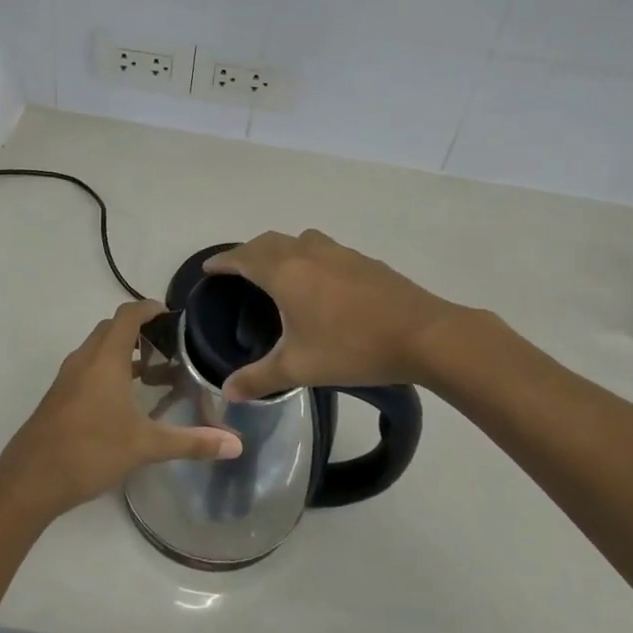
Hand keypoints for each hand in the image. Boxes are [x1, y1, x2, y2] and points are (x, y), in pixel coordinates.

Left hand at [0, 300, 242, 521]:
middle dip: (141, 331)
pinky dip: (110, 371)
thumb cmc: (90, 451)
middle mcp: (85, 359)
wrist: (29, 480)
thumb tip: (237, 445)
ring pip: (99, 350)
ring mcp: (68, 378)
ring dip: (125, 353)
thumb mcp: (145, 446)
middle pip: (113, 328)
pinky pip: (89, 369)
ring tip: (155, 376)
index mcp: (105, 358)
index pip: (128, 314)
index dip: (151, 308)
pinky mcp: (59, 396)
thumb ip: (191, 442)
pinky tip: (126, 402)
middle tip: (171, 349)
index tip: (175, 318)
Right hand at [205, 230, 464, 401]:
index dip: (223, 262)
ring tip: (277, 272)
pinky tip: (319, 283)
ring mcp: (339, 252)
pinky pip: (323, 250)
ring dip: (280, 250)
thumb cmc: (353, 348)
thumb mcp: (300, 368)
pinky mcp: (363, 260)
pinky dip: (308, 257)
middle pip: (269, 242)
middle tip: (238, 272)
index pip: (243, 257)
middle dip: (248, 253)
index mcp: (285, 272)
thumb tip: (226, 391)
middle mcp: (308, 253)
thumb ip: (259, 378)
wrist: (423, 334)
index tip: (210, 269)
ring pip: (299, 240)